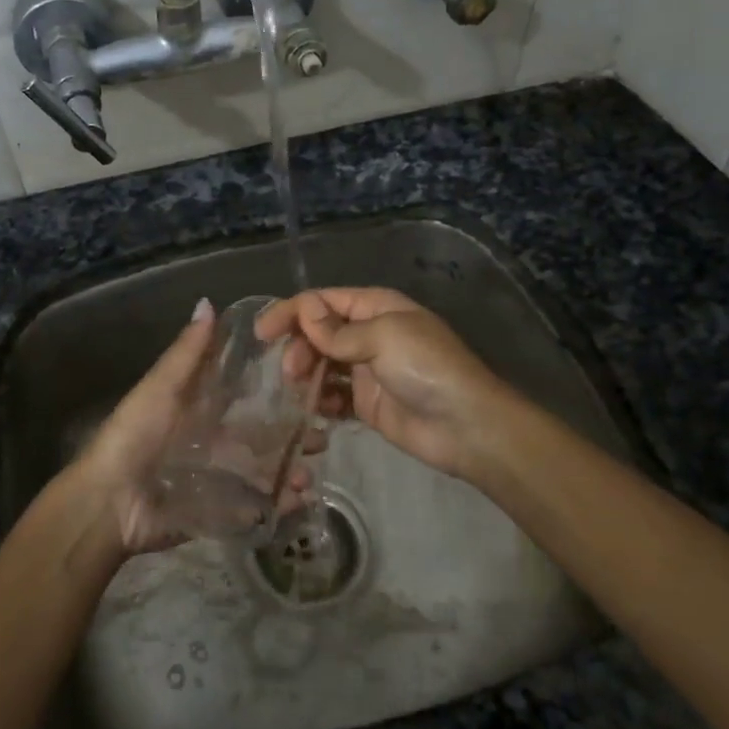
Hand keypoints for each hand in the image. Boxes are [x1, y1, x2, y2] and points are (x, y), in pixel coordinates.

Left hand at [60, 299, 316, 557]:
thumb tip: (208, 301)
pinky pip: (254, 507)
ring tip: (311, 475)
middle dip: (294, 433)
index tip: (310, 376)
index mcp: (199, 408)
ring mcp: (218, 478)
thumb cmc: (135, 436)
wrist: (110, 503)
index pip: (244, 392)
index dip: (276, 385)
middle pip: (262, 433)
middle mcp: (213, 440)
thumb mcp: (161, 388)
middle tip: (323, 432)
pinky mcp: (219, 511)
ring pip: (264, 470)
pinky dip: (278, 504)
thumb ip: (187, 352)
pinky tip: (300, 499)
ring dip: (290, 469)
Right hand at [254, 287, 516, 483]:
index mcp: (375, 307)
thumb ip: (338, 330)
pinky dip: (320, 401)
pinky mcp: (366, 403)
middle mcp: (368, 334)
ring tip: (300, 392)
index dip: (291, 312)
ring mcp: (367, 370)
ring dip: (306, 375)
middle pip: (318, 333)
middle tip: (291, 372)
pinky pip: (332, 396)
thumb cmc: (427, 368)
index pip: (323, 301)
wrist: (466, 426)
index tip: (262, 333)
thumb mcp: (383, 337)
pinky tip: (314, 411)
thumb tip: (304, 310)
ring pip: (321, 365)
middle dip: (299, 347)